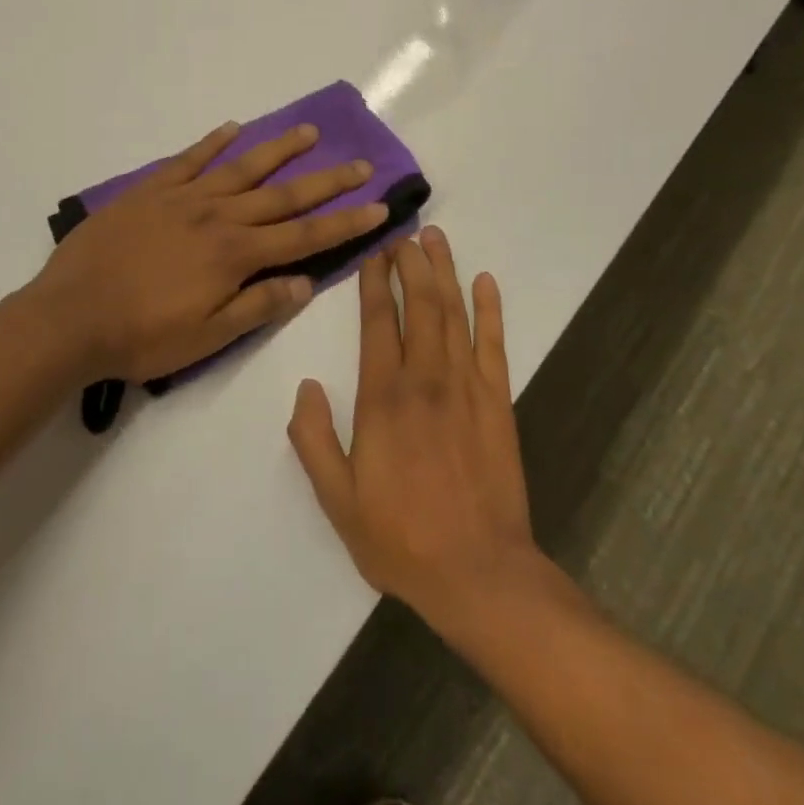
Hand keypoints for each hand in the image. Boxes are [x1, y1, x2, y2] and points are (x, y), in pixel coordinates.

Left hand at [28, 120, 389, 384]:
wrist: (70, 316)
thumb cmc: (142, 336)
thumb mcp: (208, 337)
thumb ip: (258, 306)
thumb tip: (306, 283)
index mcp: (236, 254)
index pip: (305, 236)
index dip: (346, 222)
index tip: (380, 206)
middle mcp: (219, 216)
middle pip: (284, 194)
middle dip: (328, 180)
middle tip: (362, 164)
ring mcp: (183, 197)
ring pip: (242, 167)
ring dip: (279, 149)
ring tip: (310, 131)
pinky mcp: (150, 190)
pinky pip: (188, 159)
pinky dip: (212, 142)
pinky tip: (231, 129)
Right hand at [287, 227, 542, 629]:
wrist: (479, 573)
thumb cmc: (401, 538)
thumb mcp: (337, 500)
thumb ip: (314, 440)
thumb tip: (305, 387)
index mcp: (384, 398)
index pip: (378, 323)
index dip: (375, 283)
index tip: (373, 253)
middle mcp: (426, 379)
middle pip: (419, 305)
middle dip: (410, 263)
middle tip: (404, 232)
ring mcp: (467, 387)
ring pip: (454, 314)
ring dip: (444, 272)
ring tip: (436, 238)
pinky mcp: (498, 402)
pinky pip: (494, 344)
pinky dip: (490, 310)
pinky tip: (485, 282)